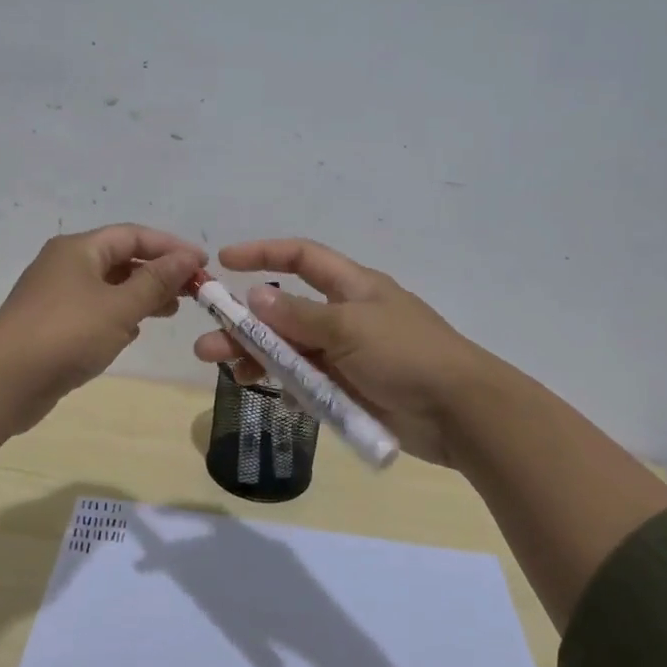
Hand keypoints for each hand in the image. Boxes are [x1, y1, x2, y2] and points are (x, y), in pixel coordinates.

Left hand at [0, 224, 205, 429]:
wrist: (5, 380)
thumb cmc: (67, 334)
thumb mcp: (120, 306)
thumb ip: (157, 281)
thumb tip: (188, 257)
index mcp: (79, 249)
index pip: (133, 235)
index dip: (170, 246)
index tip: (202, 264)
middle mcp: (65, 264)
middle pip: (121, 258)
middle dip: (158, 272)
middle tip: (192, 292)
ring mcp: (56, 295)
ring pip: (108, 286)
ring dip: (141, 295)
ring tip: (170, 311)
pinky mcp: (52, 324)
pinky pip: (95, 310)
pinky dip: (119, 315)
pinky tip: (134, 331)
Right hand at [191, 238, 498, 465]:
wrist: (460, 413)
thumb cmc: (406, 355)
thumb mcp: (350, 327)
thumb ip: (299, 316)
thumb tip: (256, 296)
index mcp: (352, 286)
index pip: (301, 257)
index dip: (263, 254)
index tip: (224, 261)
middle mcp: (345, 316)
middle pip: (285, 311)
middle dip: (245, 323)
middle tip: (207, 340)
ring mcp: (347, 355)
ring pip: (291, 350)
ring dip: (257, 356)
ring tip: (225, 370)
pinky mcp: (349, 389)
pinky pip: (307, 382)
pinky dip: (285, 385)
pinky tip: (266, 392)